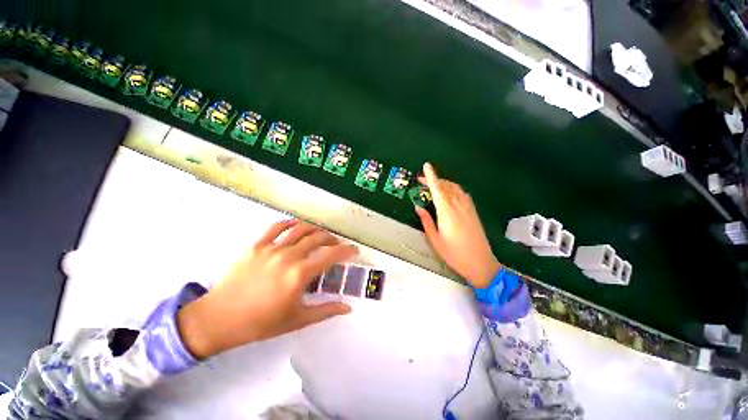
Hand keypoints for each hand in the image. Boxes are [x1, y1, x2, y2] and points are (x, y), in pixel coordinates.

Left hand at [177, 220, 357, 358]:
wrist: (218, 319)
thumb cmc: (260, 323)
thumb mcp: (297, 320)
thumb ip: (326, 311)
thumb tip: (348, 308)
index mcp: (300, 274)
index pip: (331, 255)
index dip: (347, 251)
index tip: (354, 251)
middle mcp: (289, 256)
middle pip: (318, 238)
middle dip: (333, 239)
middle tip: (337, 246)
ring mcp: (272, 248)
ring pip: (301, 229)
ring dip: (316, 229)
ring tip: (321, 235)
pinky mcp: (257, 245)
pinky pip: (276, 227)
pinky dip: (290, 224)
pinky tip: (297, 226)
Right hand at [415, 163, 500, 288]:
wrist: (481, 263)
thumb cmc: (454, 254)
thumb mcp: (435, 240)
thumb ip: (426, 221)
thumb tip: (418, 207)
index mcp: (447, 212)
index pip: (437, 189)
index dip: (431, 176)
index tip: (426, 166)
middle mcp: (458, 205)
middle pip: (445, 186)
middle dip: (434, 180)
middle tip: (422, 181)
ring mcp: (468, 207)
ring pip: (455, 188)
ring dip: (443, 183)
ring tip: (433, 186)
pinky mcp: (473, 211)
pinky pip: (462, 194)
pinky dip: (453, 189)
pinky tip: (449, 193)